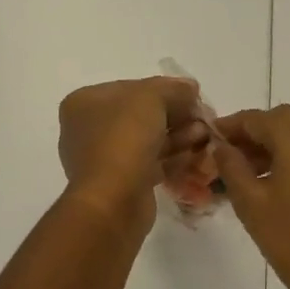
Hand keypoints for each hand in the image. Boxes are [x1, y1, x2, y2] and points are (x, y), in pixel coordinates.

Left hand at [58, 77, 207, 229]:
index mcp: (85, 102)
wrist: (113, 200)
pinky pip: (150, 163)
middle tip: (203, 118)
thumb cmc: (124, 138)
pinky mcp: (120, 183)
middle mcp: (89, 128)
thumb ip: (173, 88)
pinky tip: (196, 155)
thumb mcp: (151, 98)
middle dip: (176, 115)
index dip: (166, 89)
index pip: (131, 88)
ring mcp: (103, 158)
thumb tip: (190, 88)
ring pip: (148, 140)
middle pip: (141, 114)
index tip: (193, 95)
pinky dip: (173, 157)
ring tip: (204, 136)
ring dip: (179, 135)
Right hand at [210, 105, 289, 288]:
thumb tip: (221, 145)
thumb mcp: (251, 203)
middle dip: (251, 135)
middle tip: (225, 158)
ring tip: (244, 175)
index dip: (228, 127)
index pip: (255, 118)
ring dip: (272, 147)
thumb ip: (231, 166)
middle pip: (280, 121)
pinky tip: (273, 186)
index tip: (206, 141)